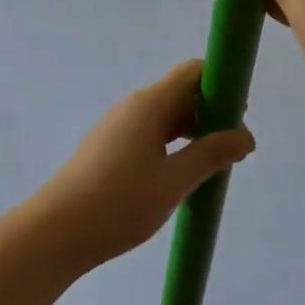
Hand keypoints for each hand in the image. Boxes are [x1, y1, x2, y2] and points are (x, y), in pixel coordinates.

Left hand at [31, 61, 255, 271]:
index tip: (242, 113)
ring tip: (215, 163)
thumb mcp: (174, 181)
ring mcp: (120, 126)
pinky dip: (173, 144)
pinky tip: (183, 173)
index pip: (193, 72)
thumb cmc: (119, 202)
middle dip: (212, 112)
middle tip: (236, 146)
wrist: (57, 231)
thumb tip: (247, 136)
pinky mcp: (111, 147)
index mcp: (150, 103)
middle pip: (181, 93)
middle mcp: (134, 106)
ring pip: (166, 116)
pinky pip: (151, 133)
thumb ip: (211, 155)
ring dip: (194, 131)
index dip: (221, 83)